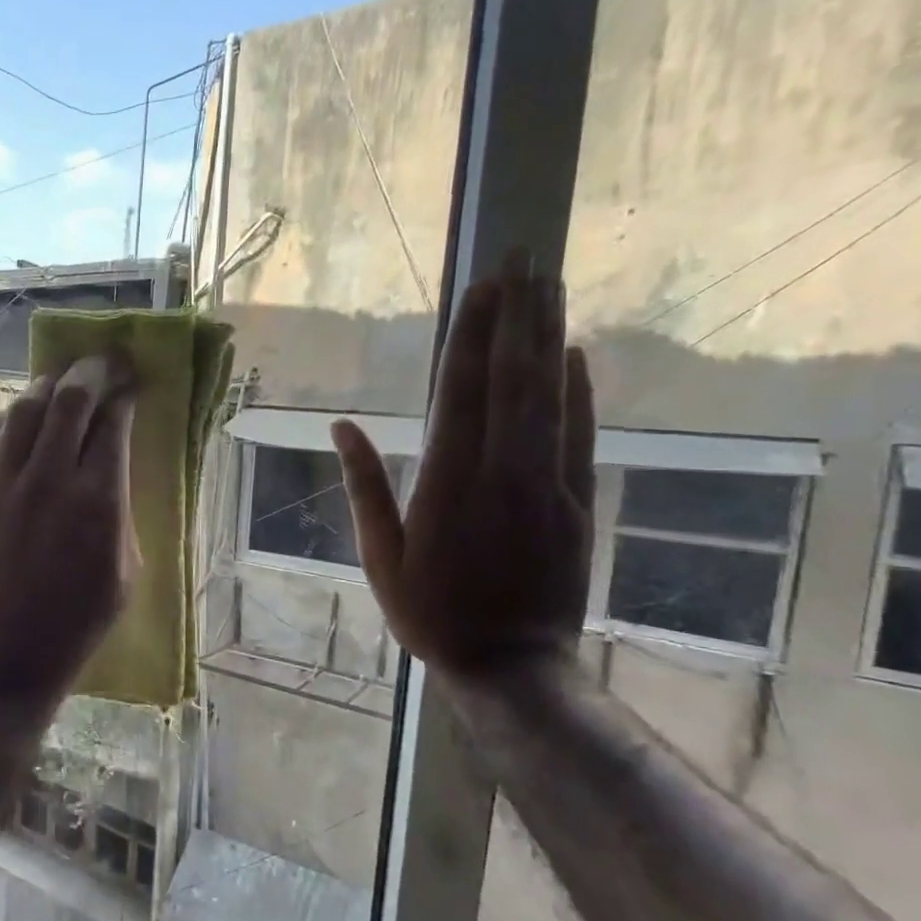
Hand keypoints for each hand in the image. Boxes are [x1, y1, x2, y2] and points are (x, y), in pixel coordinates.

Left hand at [0, 355, 138, 701]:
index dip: (125, 394)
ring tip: (62, 381)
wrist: (5, 657)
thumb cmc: (78, 625)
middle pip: (70, 398)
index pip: (113, 422)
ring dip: (49, 386)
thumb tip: (115, 467)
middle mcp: (49, 479)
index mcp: (98, 501)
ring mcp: (1, 484)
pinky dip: (7, 419)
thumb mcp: (126, 572)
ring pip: (24, 408)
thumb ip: (122, 510)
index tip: (132, 385)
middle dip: (93, 370)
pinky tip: (18, 420)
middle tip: (105, 363)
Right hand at [332, 255, 594, 680]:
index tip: (481, 285)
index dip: (471, 335)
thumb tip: (342, 428)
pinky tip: (575, 353)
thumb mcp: (379, 555)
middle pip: (512, 377)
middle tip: (524, 256)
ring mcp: (546, 482)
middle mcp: (501, 470)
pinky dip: (578, 389)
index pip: (460, 391)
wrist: (511, 664)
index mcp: (447, 482)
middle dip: (516, 314)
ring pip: (550, 395)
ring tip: (549, 284)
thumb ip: (365, 486)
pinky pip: (578, 433)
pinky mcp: (575, 500)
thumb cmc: (430, 612)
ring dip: (548, 336)